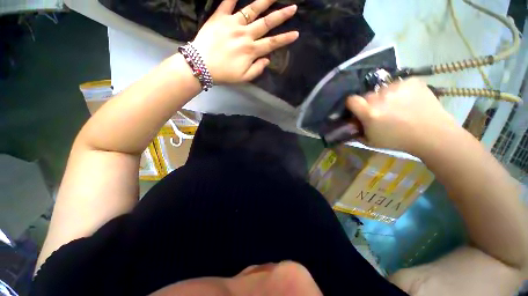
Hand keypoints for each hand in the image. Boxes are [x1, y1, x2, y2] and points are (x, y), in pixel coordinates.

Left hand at [191, 0, 298, 83]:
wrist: (201, 66)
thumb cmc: (224, 74)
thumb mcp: (243, 78)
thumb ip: (257, 69)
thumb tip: (267, 59)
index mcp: (251, 51)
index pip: (272, 43)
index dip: (284, 39)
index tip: (295, 34)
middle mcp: (245, 35)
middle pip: (266, 23)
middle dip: (281, 16)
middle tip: (293, 7)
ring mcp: (232, 24)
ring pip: (251, 9)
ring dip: (265, 1)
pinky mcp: (220, 17)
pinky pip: (227, 2)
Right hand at [346, 79, 458, 155]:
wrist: (432, 134)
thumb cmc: (398, 140)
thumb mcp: (371, 141)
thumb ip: (357, 131)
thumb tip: (350, 125)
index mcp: (369, 112)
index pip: (351, 100)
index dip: (352, 104)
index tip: (357, 109)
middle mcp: (381, 97)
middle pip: (367, 95)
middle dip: (370, 103)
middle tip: (381, 111)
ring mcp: (397, 87)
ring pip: (383, 90)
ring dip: (386, 97)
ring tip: (397, 106)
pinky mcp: (411, 81)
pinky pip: (399, 84)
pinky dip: (401, 91)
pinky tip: (409, 100)